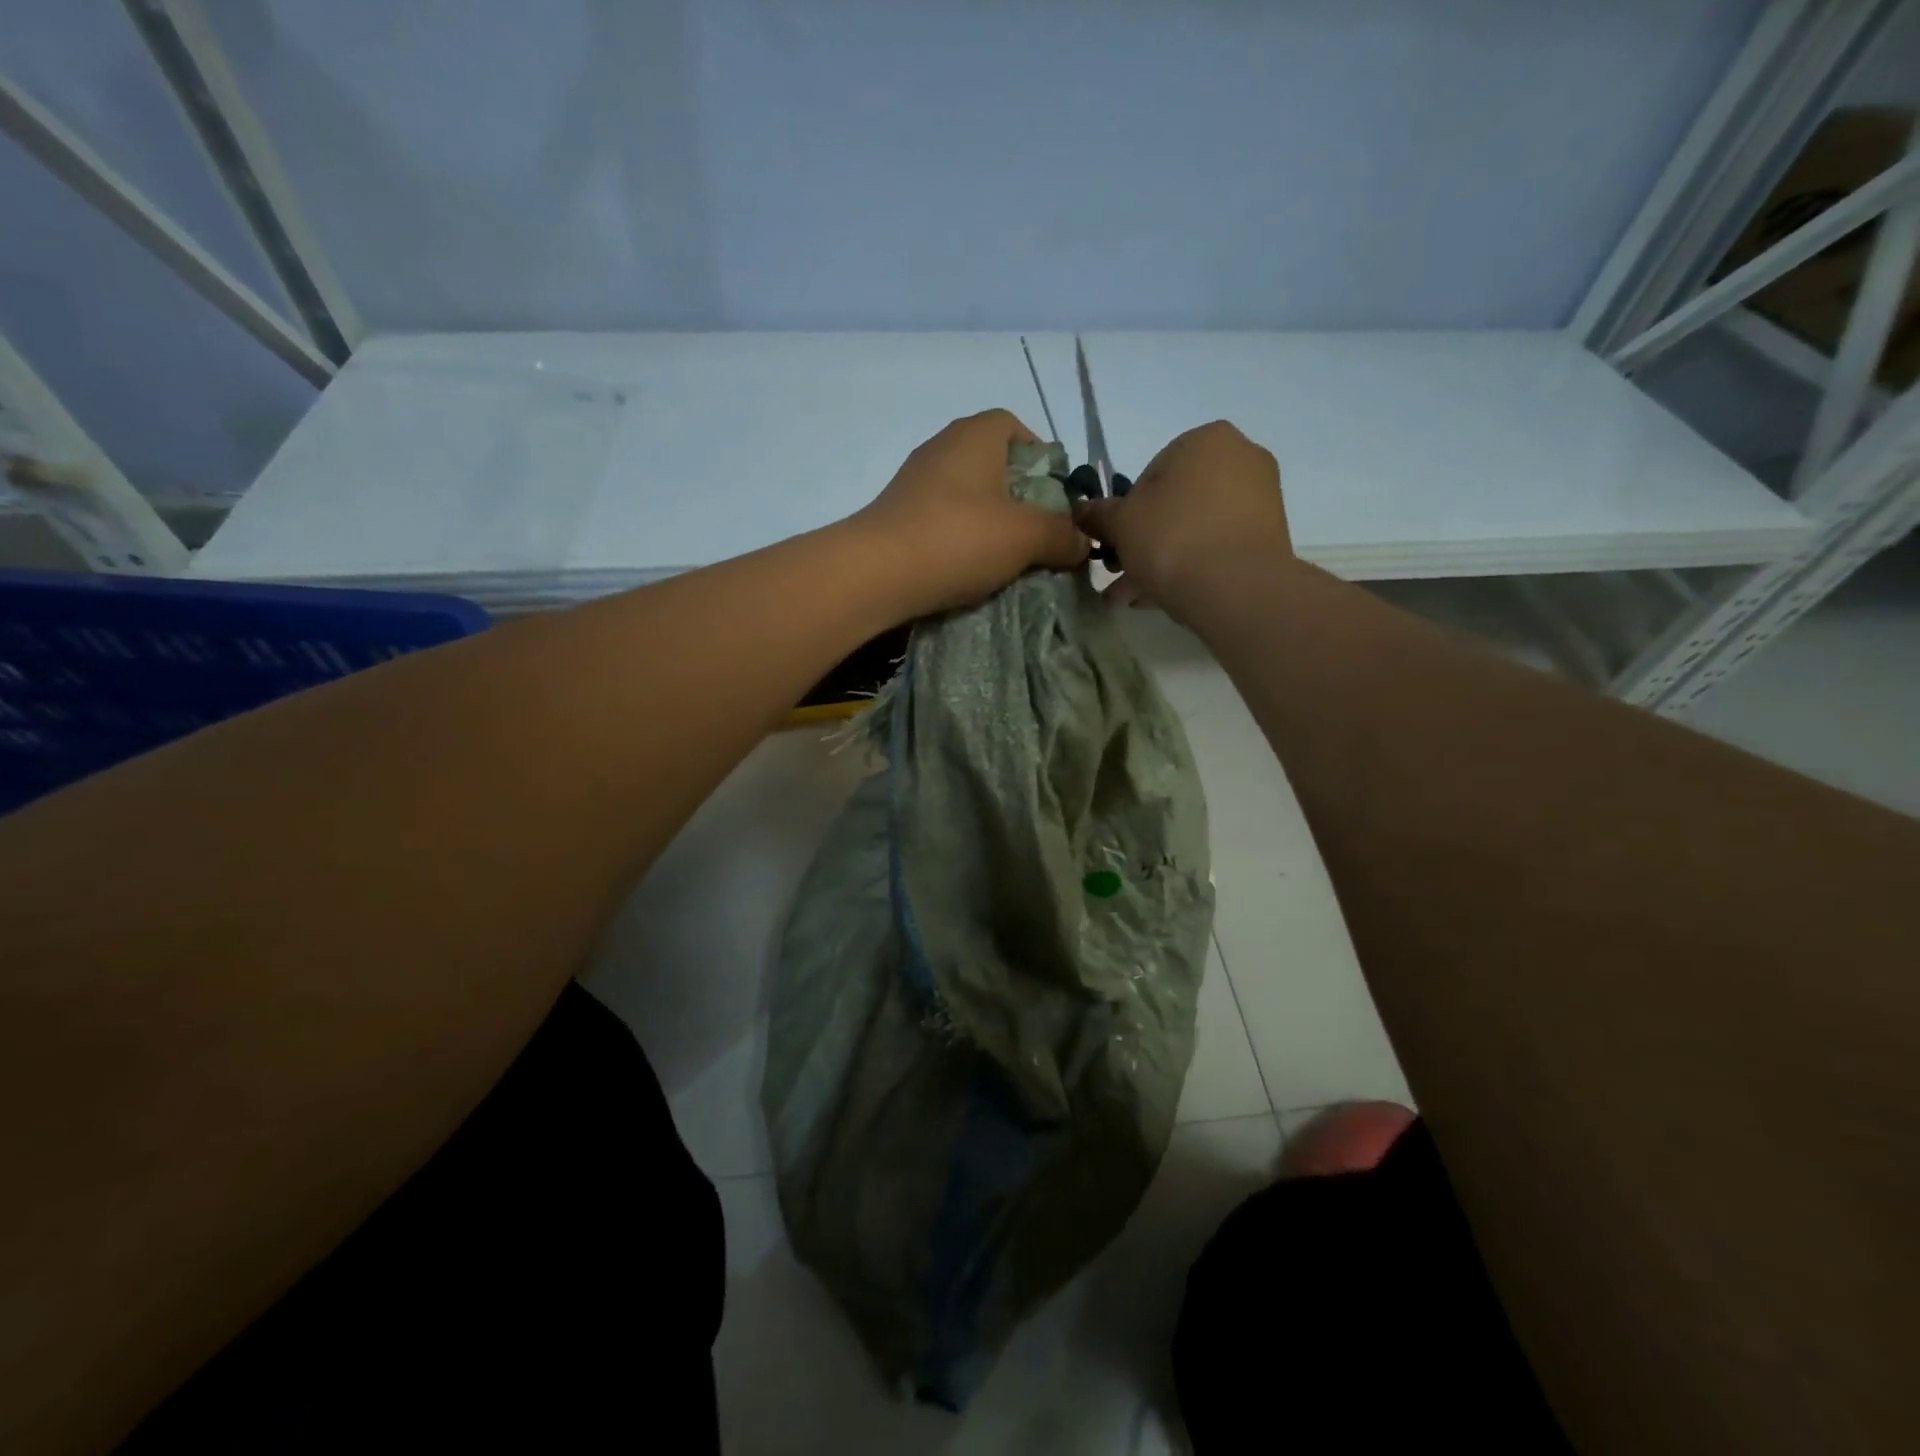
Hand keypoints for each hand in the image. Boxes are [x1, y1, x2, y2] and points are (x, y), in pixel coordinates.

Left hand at [854, 409, 1089, 614]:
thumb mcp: (1026, 538)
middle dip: (1019, 497)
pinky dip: (960, 539)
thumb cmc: (958, 539)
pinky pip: (942, 520)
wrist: (876, 573)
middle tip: (1036, 533)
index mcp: (975, 436)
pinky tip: (968, 569)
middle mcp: (942, 447)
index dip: (1040, 458)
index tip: (1054, 497)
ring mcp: (914, 482)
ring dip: (989, 523)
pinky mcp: (896, 515)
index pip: (1015, 427)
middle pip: (992, 464)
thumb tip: (1083, 544)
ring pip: (967, 496)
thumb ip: (1062, 536)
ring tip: (1006, 559)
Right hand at [1073, 421, 1291, 621]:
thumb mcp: (1121, 524)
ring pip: (1194, 529)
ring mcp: (1261, 498)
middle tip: (1121, 574)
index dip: (1126, 513)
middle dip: (1144, 541)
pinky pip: (1217, 547)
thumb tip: (1080, 511)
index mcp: (1206, 439)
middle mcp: (1241, 458)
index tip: (1116, 544)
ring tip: (1135, 597)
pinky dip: (1192, 567)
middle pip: (1174, 504)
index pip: (1150, 473)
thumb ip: (1098, 514)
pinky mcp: (1270, 537)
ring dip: (1161, 560)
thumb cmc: (1173, 539)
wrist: (1238, 589)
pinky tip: (1165, 598)